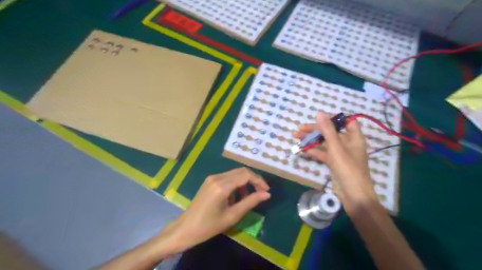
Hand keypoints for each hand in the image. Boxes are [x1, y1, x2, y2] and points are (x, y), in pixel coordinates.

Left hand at [160, 168, 269, 254]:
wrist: (186, 229)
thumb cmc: (209, 226)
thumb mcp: (232, 216)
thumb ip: (250, 202)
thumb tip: (267, 194)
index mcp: (222, 186)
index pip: (246, 175)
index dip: (259, 180)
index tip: (266, 191)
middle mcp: (217, 177)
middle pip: (241, 171)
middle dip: (253, 180)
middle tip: (261, 192)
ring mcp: (212, 178)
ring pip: (235, 173)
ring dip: (245, 182)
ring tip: (247, 198)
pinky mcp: (210, 180)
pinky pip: (227, 177)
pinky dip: (236, 184)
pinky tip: (236, 197)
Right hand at [293, 112, 379, 212]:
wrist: (353, 194)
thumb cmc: (347, 167)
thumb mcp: (336, 147)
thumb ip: (327, 130)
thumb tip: (319, 113)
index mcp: (354, 137)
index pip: (346, 121)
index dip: (333, 118)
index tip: (319, 119)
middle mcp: (347, 143)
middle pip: (330, 132)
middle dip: (315, 130)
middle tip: (299, 129)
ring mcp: (340, 153)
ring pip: (324, 143)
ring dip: (311, 140)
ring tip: (296, 137)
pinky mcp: (334, 162)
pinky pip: (323, 153)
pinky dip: (314, 151)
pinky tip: (303, 149)